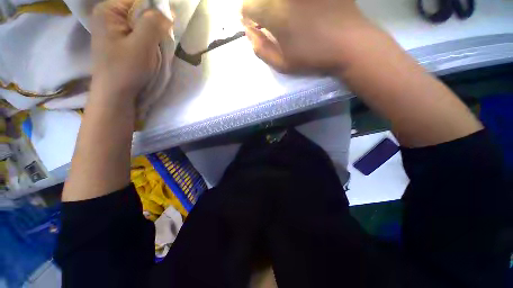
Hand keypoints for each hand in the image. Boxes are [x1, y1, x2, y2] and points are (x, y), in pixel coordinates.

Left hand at [90, 0, 172, 104]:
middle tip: (162, 39)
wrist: (115, 94)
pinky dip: (149, 39)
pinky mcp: (119, 39)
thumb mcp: (142, 46)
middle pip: (140, 10)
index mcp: (108, 10)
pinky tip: (151, 49)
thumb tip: (169, 11)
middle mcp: (108, 15)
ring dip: (153, 33)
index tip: (168, 26)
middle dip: (155, 23)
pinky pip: (138, 32)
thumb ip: (154, 24)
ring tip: (157, 46)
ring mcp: (113, 28)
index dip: (157, 10)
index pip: (139, 0)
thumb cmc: (125, 70)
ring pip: (141, 22)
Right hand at [242, 0, 370, 73]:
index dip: (248, 17)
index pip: (247, 6)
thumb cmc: (312, 57)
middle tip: (268, 21)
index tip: (255, 26)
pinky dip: (292, 4)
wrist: (349, 43)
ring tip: (284, 18)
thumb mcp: (282, 64)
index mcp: (274, 12)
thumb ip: (260, 49)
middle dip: (259, 7)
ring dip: (274, 5)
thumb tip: (249, 32)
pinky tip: (300, 10)